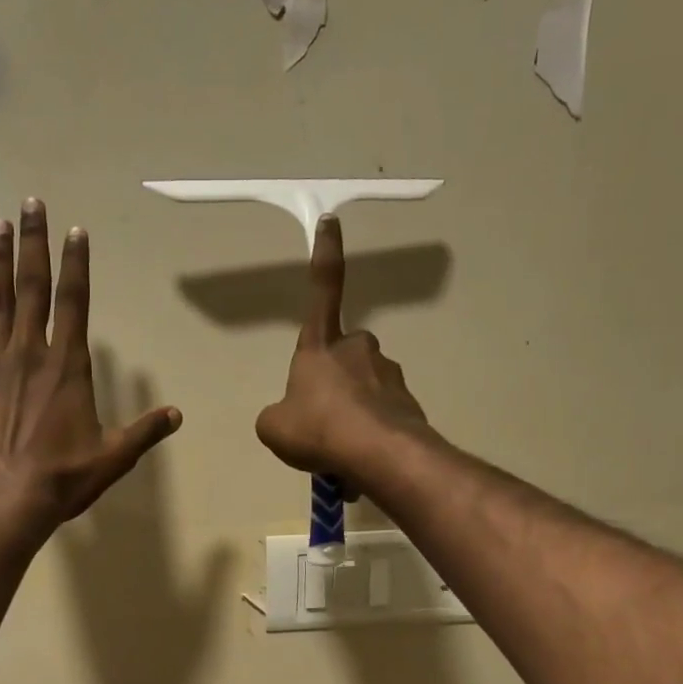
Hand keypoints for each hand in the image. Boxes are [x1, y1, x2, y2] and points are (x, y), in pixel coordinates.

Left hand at [0, 199, 180, 545]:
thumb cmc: (60, 480)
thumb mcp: (112, 458)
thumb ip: (144, 432)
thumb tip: (177, 415)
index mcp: (68, 366)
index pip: (75, 302)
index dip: (76, 264)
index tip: (75, 230)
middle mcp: (29, 353)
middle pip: (32, 287)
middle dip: (33, 244)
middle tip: (31, 204)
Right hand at [256, 215, 430, 491]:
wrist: (379, 455)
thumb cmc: (318, 429)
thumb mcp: (274, 427)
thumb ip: (277, 416)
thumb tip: (289, 417)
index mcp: (321, 346)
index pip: (323, 289)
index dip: (326, 254)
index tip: (332, 221)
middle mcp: (358, 350)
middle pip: (343, 355)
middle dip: (333, 380)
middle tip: (321, 420)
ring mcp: (388, 375)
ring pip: (364, 390)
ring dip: (351, 413)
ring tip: (339, 451)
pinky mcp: (408, 404)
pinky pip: (381, 417)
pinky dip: (369, 436)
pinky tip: (359, 462)